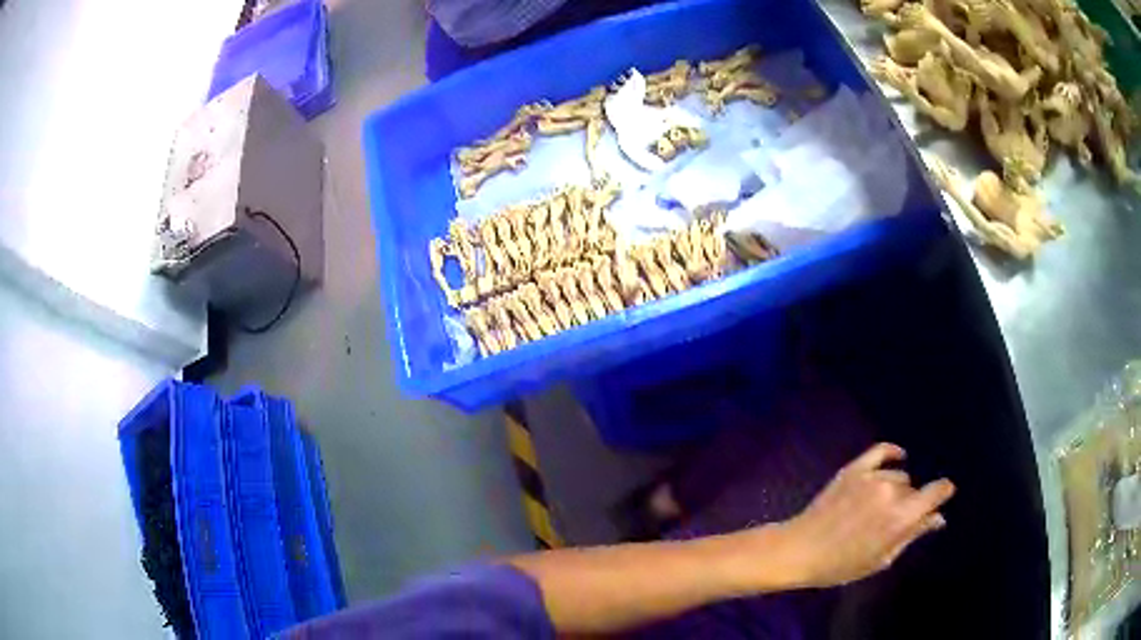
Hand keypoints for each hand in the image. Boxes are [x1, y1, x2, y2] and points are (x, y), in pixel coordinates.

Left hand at [775, 443, 954, 587]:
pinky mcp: (854, 468)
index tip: (945, 495)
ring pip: (898, 477)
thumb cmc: (841, 565)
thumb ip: (912, 534)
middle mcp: (891, 490)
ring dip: (896, 489)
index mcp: (902, 516)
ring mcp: (872, 476)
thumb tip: (938, 518)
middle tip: (893, 522)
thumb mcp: (882, 558)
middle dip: (910, 504)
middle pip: (913, 490)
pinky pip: (881, 451)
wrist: (800, 550)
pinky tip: (900, 455)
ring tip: (880, 507)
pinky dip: (893, 452)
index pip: (936, 492)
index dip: (944, 492)